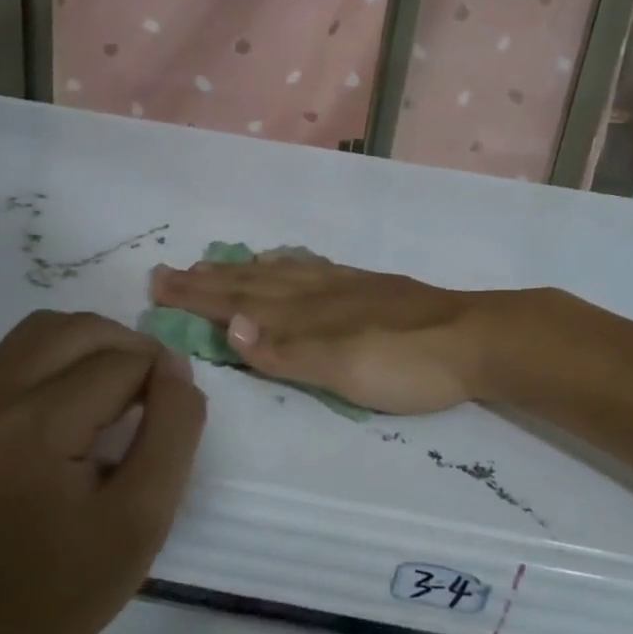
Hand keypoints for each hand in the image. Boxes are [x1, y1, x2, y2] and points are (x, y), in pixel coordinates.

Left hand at [0, 311, 206, 633]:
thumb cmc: (68, 590)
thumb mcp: (146, 516)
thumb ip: (173, 428)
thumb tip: (173, 365)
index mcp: (33, 427)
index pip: (119, 361)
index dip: (160, 377)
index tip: (175, 414)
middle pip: (75, 330)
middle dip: (127, 347)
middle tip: (155, 392)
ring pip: (39, 333)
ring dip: (89, 346)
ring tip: (118, 391)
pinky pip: (12, 362)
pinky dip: (55, 364)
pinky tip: (74, 410)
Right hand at [148, 254, 490, 414]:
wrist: (474, 338)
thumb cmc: (406, 365)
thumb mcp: (342, 370)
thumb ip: (285, 351)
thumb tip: (228, 325)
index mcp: (305, 314)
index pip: (238, 304)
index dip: (198, 297)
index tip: (158, 285)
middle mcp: (317, 292)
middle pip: (252, 284)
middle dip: (208, 281)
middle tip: (168, 272)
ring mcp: (344, 286)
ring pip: (279, 273)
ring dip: (241, 270)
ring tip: (214, 264)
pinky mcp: (368, 285)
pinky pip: (312, 268)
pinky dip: (286, 265)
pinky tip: (285, 262)